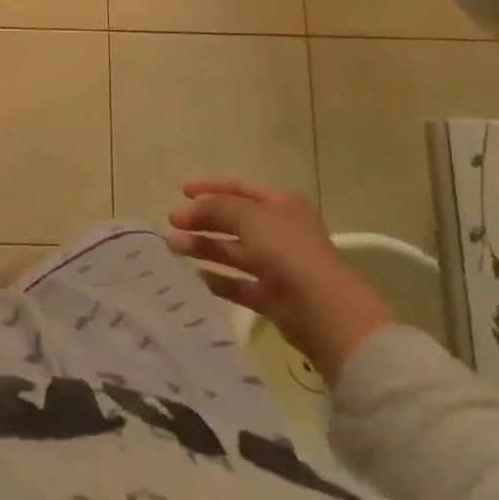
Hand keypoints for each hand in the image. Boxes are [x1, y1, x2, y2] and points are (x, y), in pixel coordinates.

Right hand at [166, 179, 396, 382]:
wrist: (325, 312)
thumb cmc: (288, 251)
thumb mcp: (249, 216)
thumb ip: (216, 207)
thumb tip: (189, 209)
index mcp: (281, 205)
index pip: (240, 188)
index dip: (210, 188)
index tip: (181, 192)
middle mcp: (280, 232)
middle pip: (234, 221)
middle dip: (203, 220)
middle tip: (173, 224)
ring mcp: (278, 266)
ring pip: (234, 252)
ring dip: (205, 248)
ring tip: (175, 248)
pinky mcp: (274, 298)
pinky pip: (241, 285)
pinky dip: (220, 280)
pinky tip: (198, 278)